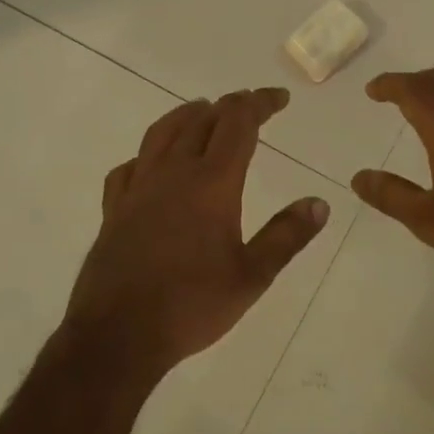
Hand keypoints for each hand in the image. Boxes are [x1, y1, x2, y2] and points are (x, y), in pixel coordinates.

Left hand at [64, 88, 329, 374]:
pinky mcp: (114, 209)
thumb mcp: (252, 276)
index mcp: (211, 184)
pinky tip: (150, 164)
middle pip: (201, 120)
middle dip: (229, 106)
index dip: (260, 104)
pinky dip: (147, 154)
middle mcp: (172, 173)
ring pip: (161, 133)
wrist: (119, 334)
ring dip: (186, 115)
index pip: (238, 124)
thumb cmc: (192, 305)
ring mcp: (138, 188)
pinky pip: (130, 166)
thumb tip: (319, 203)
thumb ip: (286, 236)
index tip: (279, 99)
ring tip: (201, 111)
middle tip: (249, 106)